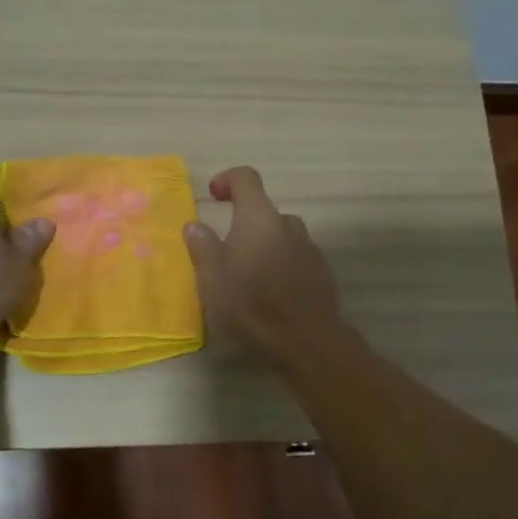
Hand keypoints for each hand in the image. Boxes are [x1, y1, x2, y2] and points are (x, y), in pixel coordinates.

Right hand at [185, 166, 341, 356]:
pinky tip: (270, 295)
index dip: (228, 180)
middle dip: (244, 224)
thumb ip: (202, 246)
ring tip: (247, 277)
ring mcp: (309, 248)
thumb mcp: (212, 278)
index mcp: (258, 218)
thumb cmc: (250, 303)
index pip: (246, 179)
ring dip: (263, 247)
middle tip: (225, 252)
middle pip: (264, 212)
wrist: (305, 340)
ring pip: (281, 237)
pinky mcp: (322, 273)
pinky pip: (296, 259)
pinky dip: (281, 266)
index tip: (213, 196)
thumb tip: (195, 225)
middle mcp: (288, 225)